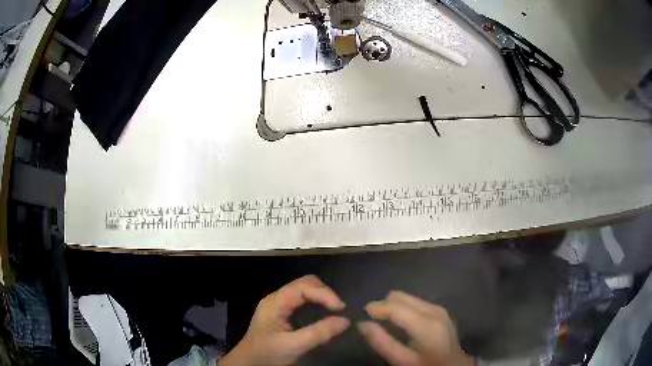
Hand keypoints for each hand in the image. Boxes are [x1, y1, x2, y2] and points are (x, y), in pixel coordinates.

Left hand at [219, 275, 349, 365]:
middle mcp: (277, 298)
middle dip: (324, 293)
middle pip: (305, 283)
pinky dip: (316, 303)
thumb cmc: (267, 353)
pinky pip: (303, 300)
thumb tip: (345, 320)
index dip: (324, 294)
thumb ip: (319, 333)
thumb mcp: (294, 345)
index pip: (303, 287)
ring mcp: (279, 304)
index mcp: (275, 302)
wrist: (249, 362)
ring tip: (335, 310)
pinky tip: (324, 313)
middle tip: (339, 309)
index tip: (341, 308)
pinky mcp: (282, 312)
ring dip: (321, 296)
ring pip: (305, 290)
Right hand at [357, 291, 474, 365]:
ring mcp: (438, 308)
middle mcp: (433, 310)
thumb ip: (382, 342)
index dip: (377, 307)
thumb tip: (362, 324)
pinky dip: (403, 307)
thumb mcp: (402, 360)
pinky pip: (415, 302)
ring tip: (382, 319)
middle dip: (384, 304)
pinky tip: (399, 320)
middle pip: (401, 297)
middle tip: (372, 318)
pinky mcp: (440, 310)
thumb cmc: (426, 365)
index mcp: (425, 324)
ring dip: (393, 305)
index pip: (396, 307)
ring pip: (408, 297)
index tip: (362, 312)